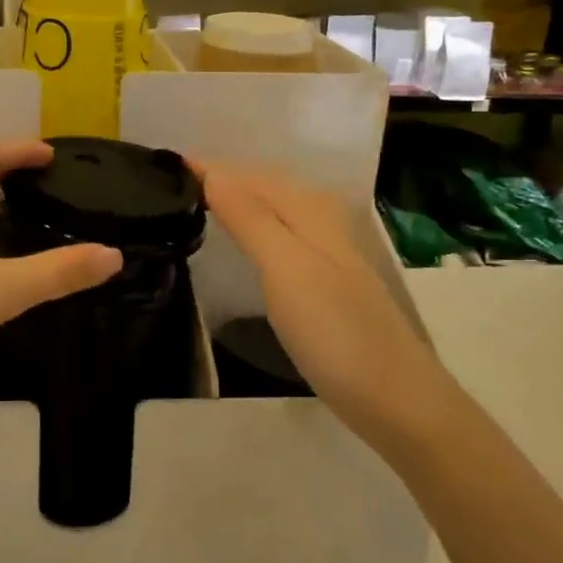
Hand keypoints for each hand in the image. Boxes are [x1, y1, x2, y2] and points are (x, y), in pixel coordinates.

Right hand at [195, 162, 454, 442]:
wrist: (396, 398)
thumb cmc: (334, 331)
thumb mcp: (286, 268)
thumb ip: (250, 217)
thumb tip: (213, 171)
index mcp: (309, 212)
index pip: (250, 176)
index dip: (210, 168)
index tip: (166, 164)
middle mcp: (321, 223)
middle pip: (266, 186)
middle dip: (224, 177)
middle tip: (174, 180)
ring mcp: (327, 254)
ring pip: (275, 209)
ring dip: (239, 199)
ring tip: (199, 202)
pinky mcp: (326, 283)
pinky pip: (281, 235)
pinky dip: (255, 226)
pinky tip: (245, 242)